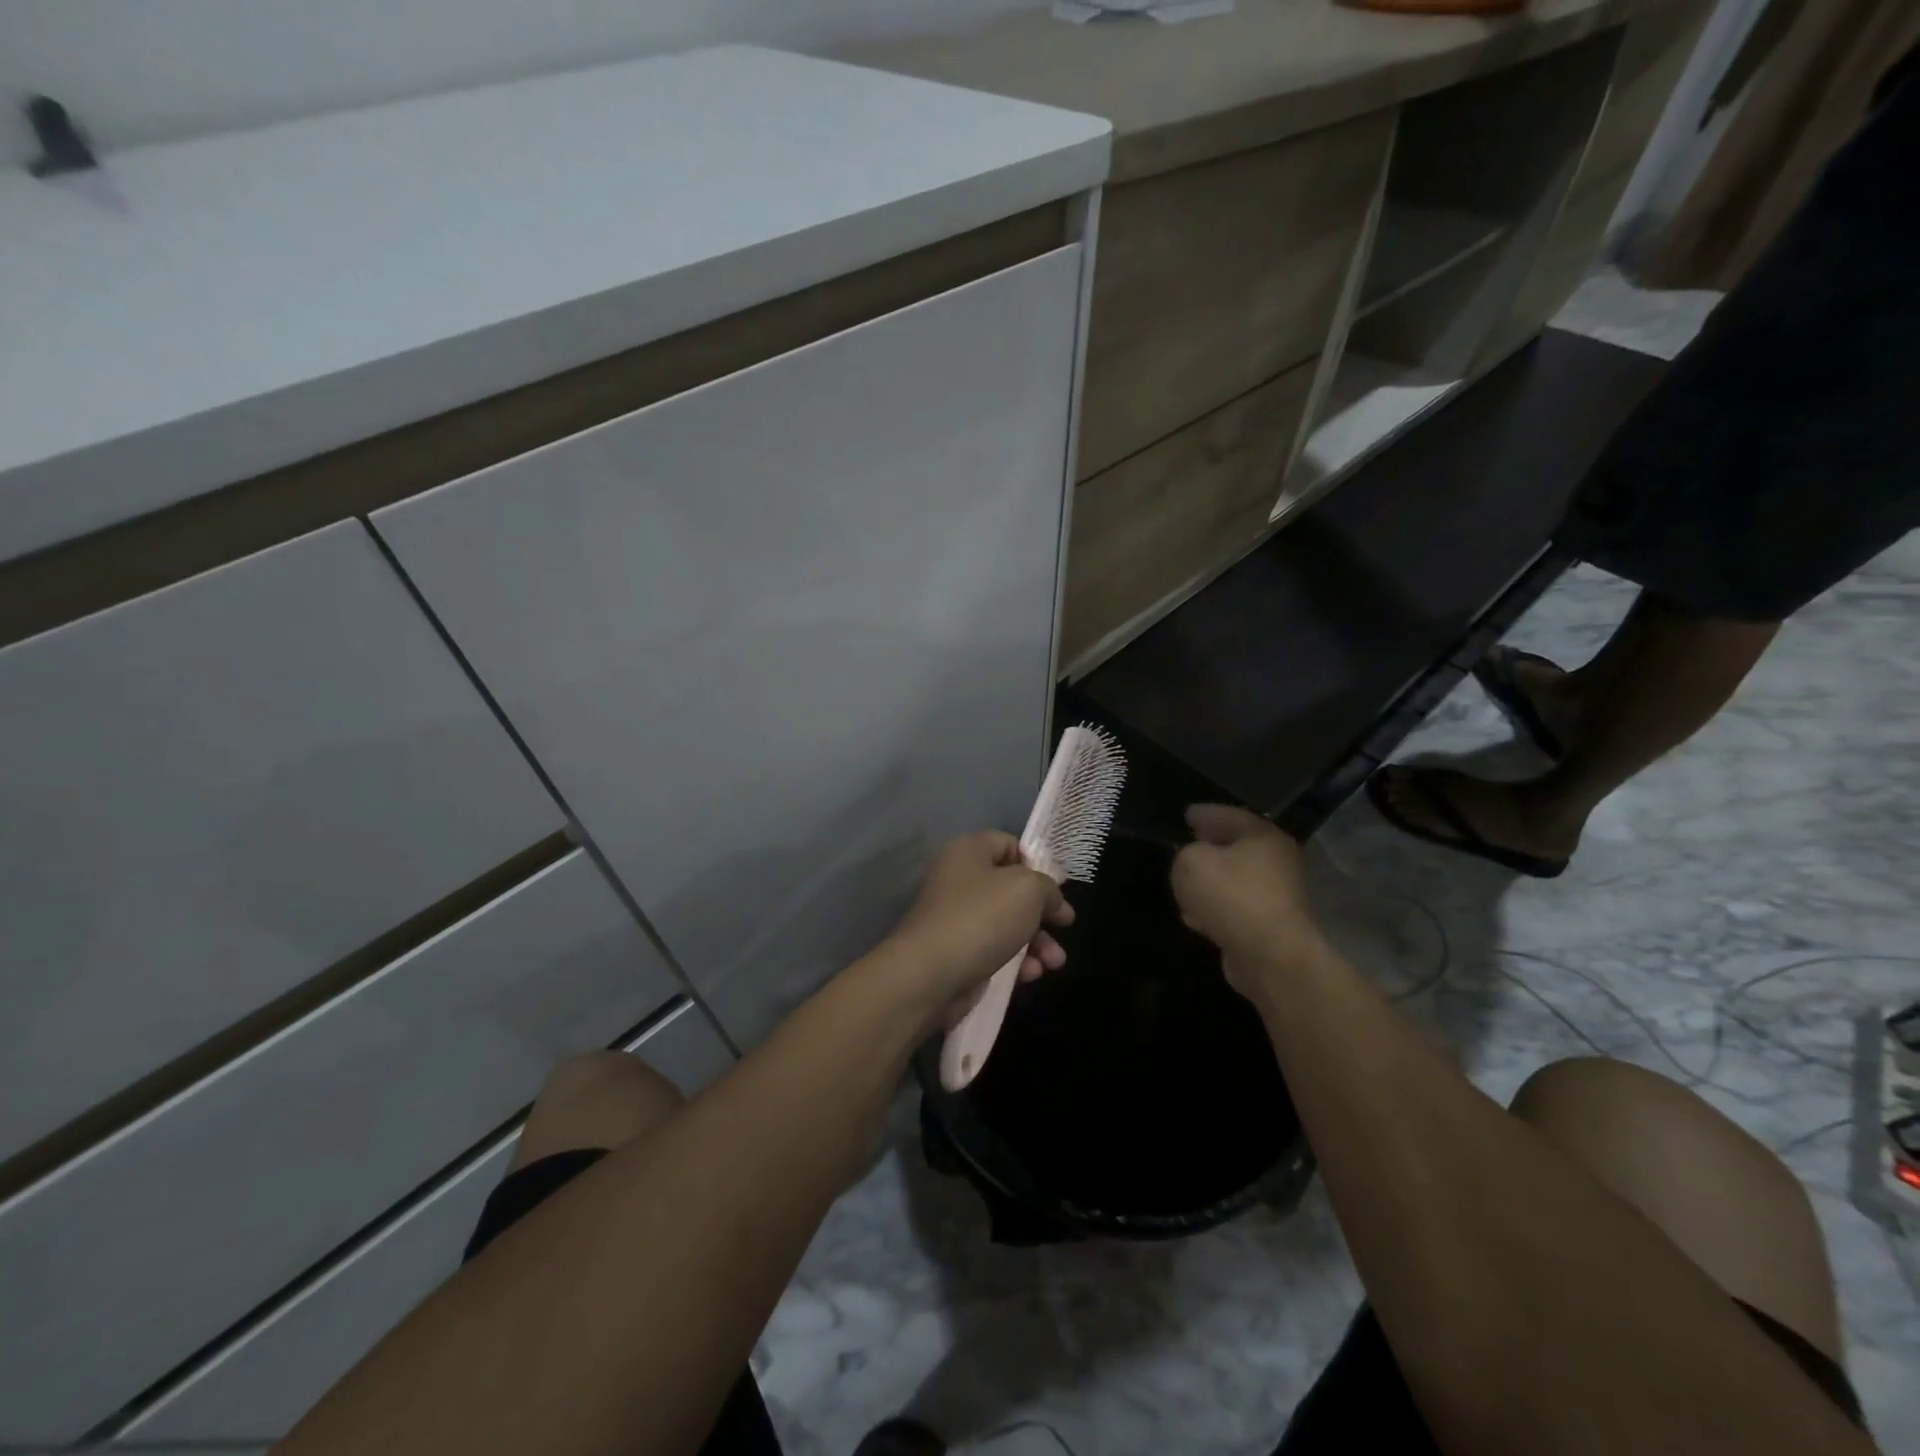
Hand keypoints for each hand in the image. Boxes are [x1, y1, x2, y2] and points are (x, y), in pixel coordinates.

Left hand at [883, 831, 1073, 1013]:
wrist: (930, 975)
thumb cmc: (981, 918)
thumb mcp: (1028, 890)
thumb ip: (1048, 888)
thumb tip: (1053, 902)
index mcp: (969, 852)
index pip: (1008, 844)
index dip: (1035, 862)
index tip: (1056, 887)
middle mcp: (960, 880)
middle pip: (1011, 888)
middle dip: (1042, 911)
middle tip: (1064, 926)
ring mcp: (957, 918)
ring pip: (1007, 923)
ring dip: (1036, 942)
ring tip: (1055, 963)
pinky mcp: (957, 953)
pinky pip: (994, 950)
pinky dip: (1016, 961)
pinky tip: (1031, 975)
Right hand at [1170, 805, 1324, 997]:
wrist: (1270, 955)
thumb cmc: (1232, 896)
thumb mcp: (1191, 862)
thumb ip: (1184, 854)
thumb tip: (1193, 863)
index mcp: (1263, 836)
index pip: (1230, 815)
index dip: (1205, 813)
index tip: (1186, 814)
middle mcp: (1276, 861)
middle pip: (1236, 847)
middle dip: (1210, 846)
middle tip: (1187, 844)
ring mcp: (1276, 896)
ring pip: (1235, 880)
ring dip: (1211, 882)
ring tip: (1184, 885)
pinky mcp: (1269, 926)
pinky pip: (1235, 908)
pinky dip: (1216, 909)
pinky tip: (1196, 917)